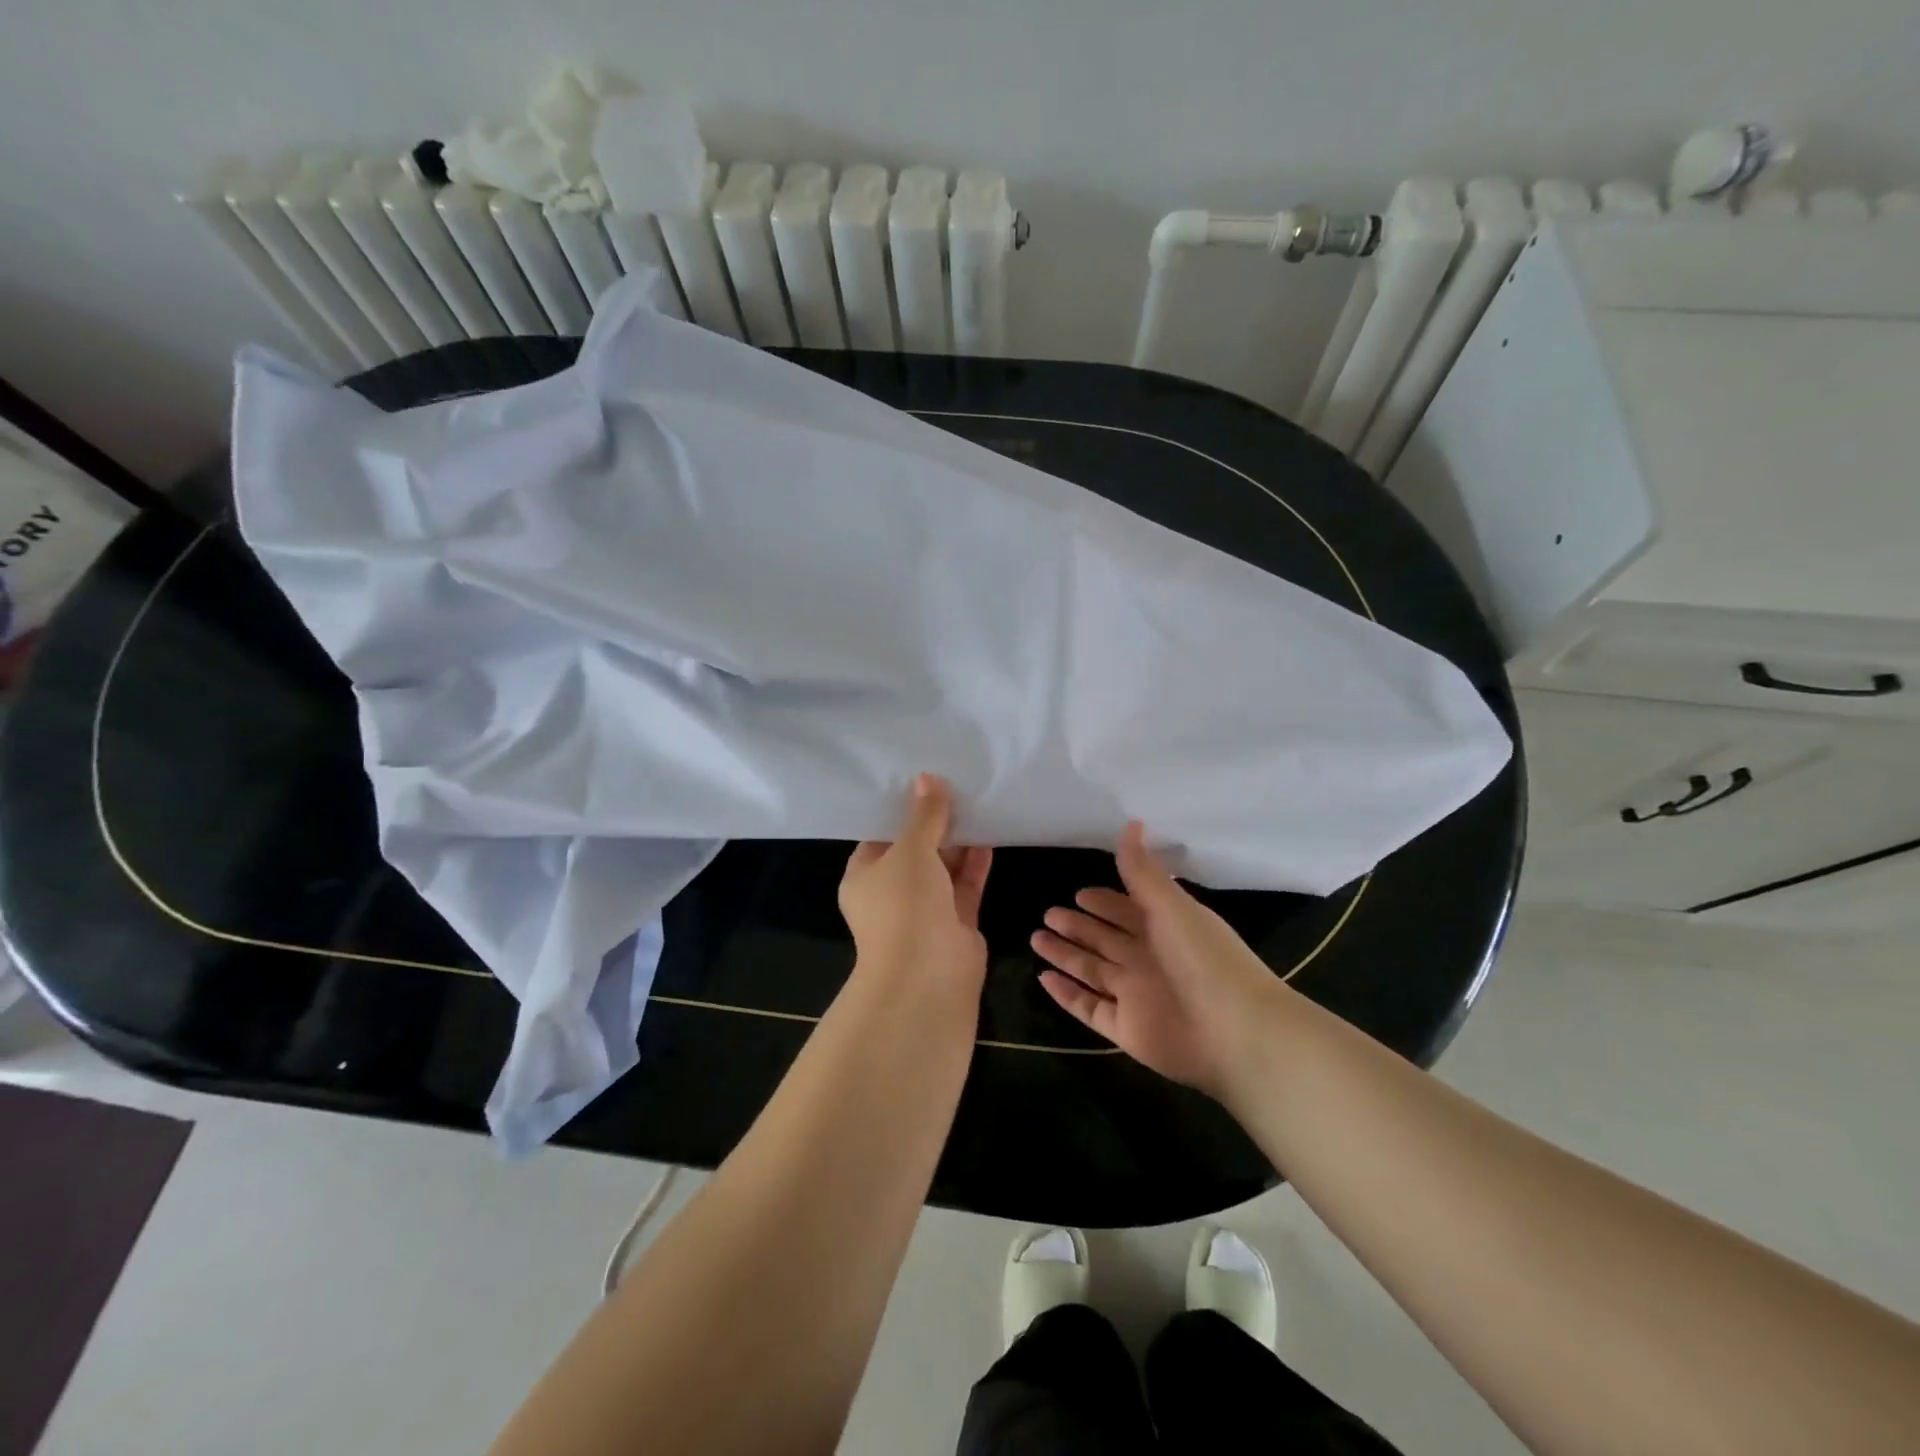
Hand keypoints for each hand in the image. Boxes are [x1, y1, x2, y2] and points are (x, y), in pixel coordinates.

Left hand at [839, 775, 993, 1000]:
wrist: (927, 977)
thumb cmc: (903, 906)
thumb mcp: (910, 851)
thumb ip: (924, 816)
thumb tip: (927, 779)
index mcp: (864, 877)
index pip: (879, 836)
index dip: (899, 810)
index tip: (919, 781)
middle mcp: (892, 893)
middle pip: (914, 850)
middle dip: (934, 823)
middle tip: (955, 785)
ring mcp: (925, 909)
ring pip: (943, 867)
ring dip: (958, 841)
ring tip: (976, 802)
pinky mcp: (956, 922)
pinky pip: (966, 884)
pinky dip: (975, 862)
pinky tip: (990, 833)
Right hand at [1031, 822, 1280, 1099]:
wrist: (1235, 1031)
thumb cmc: (1204, 958)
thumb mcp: (1171, 905)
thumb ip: (1142, 870)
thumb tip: (1131, 823)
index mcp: (1164, 929)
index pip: (1127, 910)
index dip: (1104, 902)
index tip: (1079, 893)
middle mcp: (1147, 960)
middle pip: (1105, 939)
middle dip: (1078, 926)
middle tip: (1048, 913)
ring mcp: (1135, 996)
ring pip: (1091, 970)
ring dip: (1065, 954)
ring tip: (1036, 939)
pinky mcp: (1125, 1029)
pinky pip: (1088, 1007)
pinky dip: (1066, 995)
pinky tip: (1043, 978)